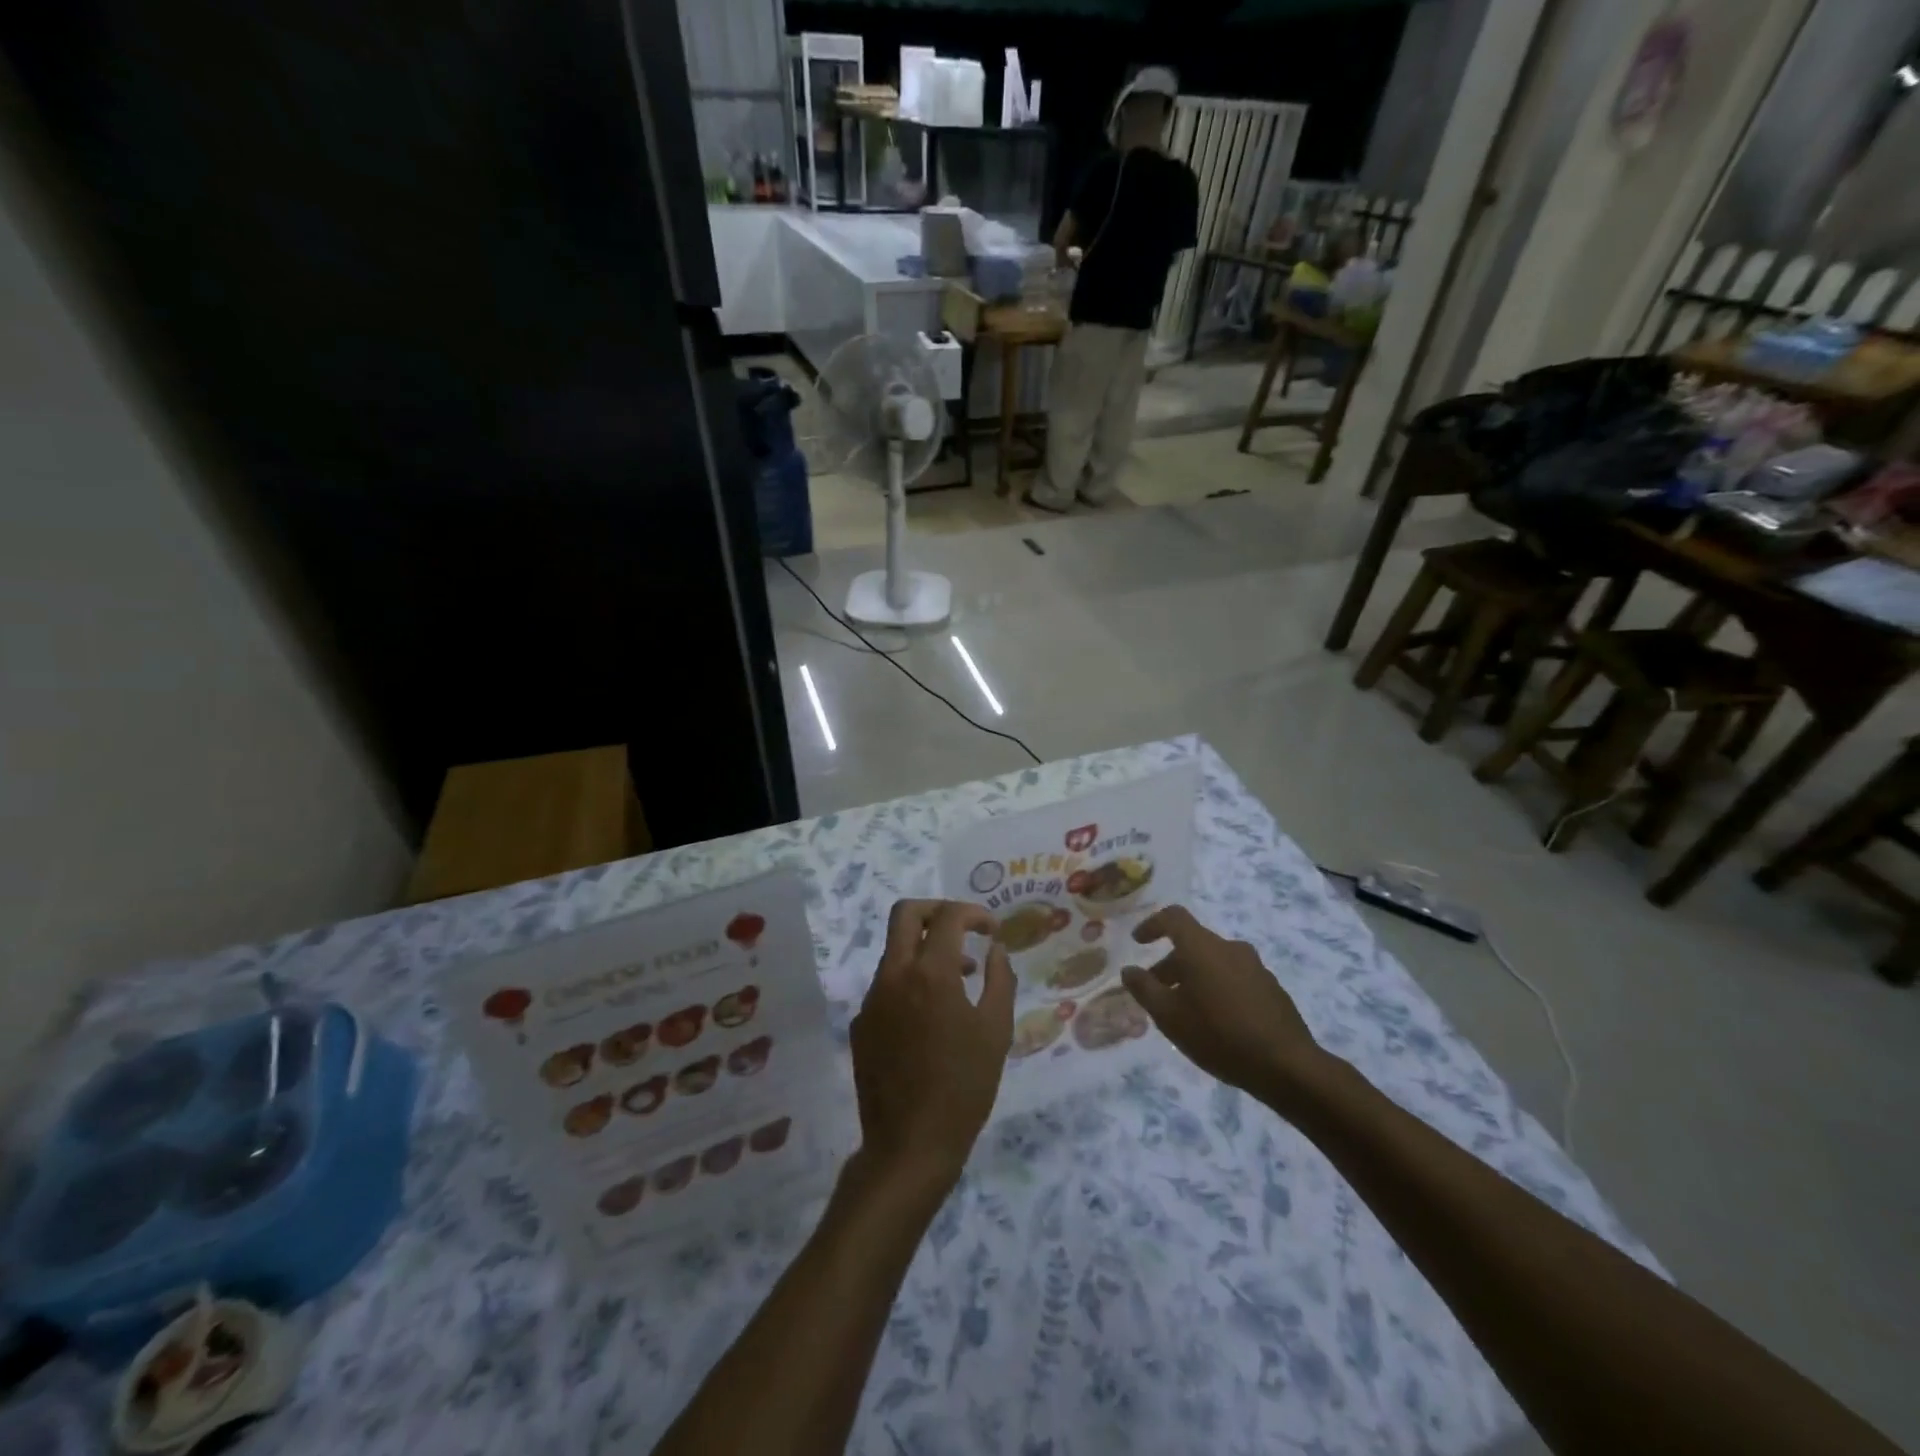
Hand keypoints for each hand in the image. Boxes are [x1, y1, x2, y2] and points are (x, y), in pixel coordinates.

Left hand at [849, 900, 1014, 1195]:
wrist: (909, 1145)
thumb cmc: (964, 1087)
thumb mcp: (996, 1031)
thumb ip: (999, 979)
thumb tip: (995, 949)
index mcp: (930, 973)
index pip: (948, 916)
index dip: (974, 913)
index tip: (991, 930)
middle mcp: (894, 975)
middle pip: (905, 914)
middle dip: (937, 910)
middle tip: (963, 929)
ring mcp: (872, 999)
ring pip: (895, 951)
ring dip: (926, 950)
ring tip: (960, 979)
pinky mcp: (862, 1024)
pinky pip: (887, 986)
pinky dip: (911, 983)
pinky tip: (932, 1019)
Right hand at [1121, 906, 1325, 1108]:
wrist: (1286, 1065)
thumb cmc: (1218, 1034)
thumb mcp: (1169, 1016)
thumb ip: (1144, 989)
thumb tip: (1129, 970)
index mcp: (1202, 947)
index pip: (1173, 917)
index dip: (1152, 924)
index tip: (1138, 942)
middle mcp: (1229, 948)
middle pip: (1193, 943)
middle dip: (1171, 963)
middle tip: (1157, 991)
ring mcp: (1255, 967)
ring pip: (1215, 962)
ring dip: (1195, 977)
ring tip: (1186, 1010)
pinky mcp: (1272, 988)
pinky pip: (1235, 978)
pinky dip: (1218, 988)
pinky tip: (1217, 1021)